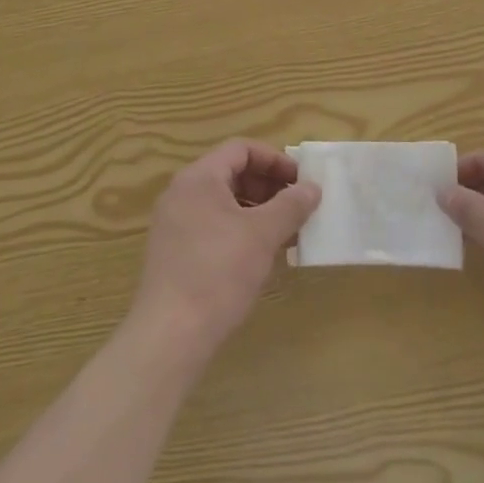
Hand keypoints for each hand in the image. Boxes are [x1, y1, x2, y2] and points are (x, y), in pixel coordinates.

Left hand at [132, 139, 320, 357]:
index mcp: (199, 178)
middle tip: (298, 206)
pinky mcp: (174, 251)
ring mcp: (174, 223)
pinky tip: (262, 255)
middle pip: (231, 173)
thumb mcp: (262, 235)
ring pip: (223, 202)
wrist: (171, 333)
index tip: (301, 180)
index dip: (274, 160)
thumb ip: (290, 205)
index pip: (240, 149)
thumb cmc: (219, 272)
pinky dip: (240, 230)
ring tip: (287, 233)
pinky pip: (213, 226)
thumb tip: (312, 188)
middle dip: (268, 186)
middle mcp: (182, 193)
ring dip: (258, 211)